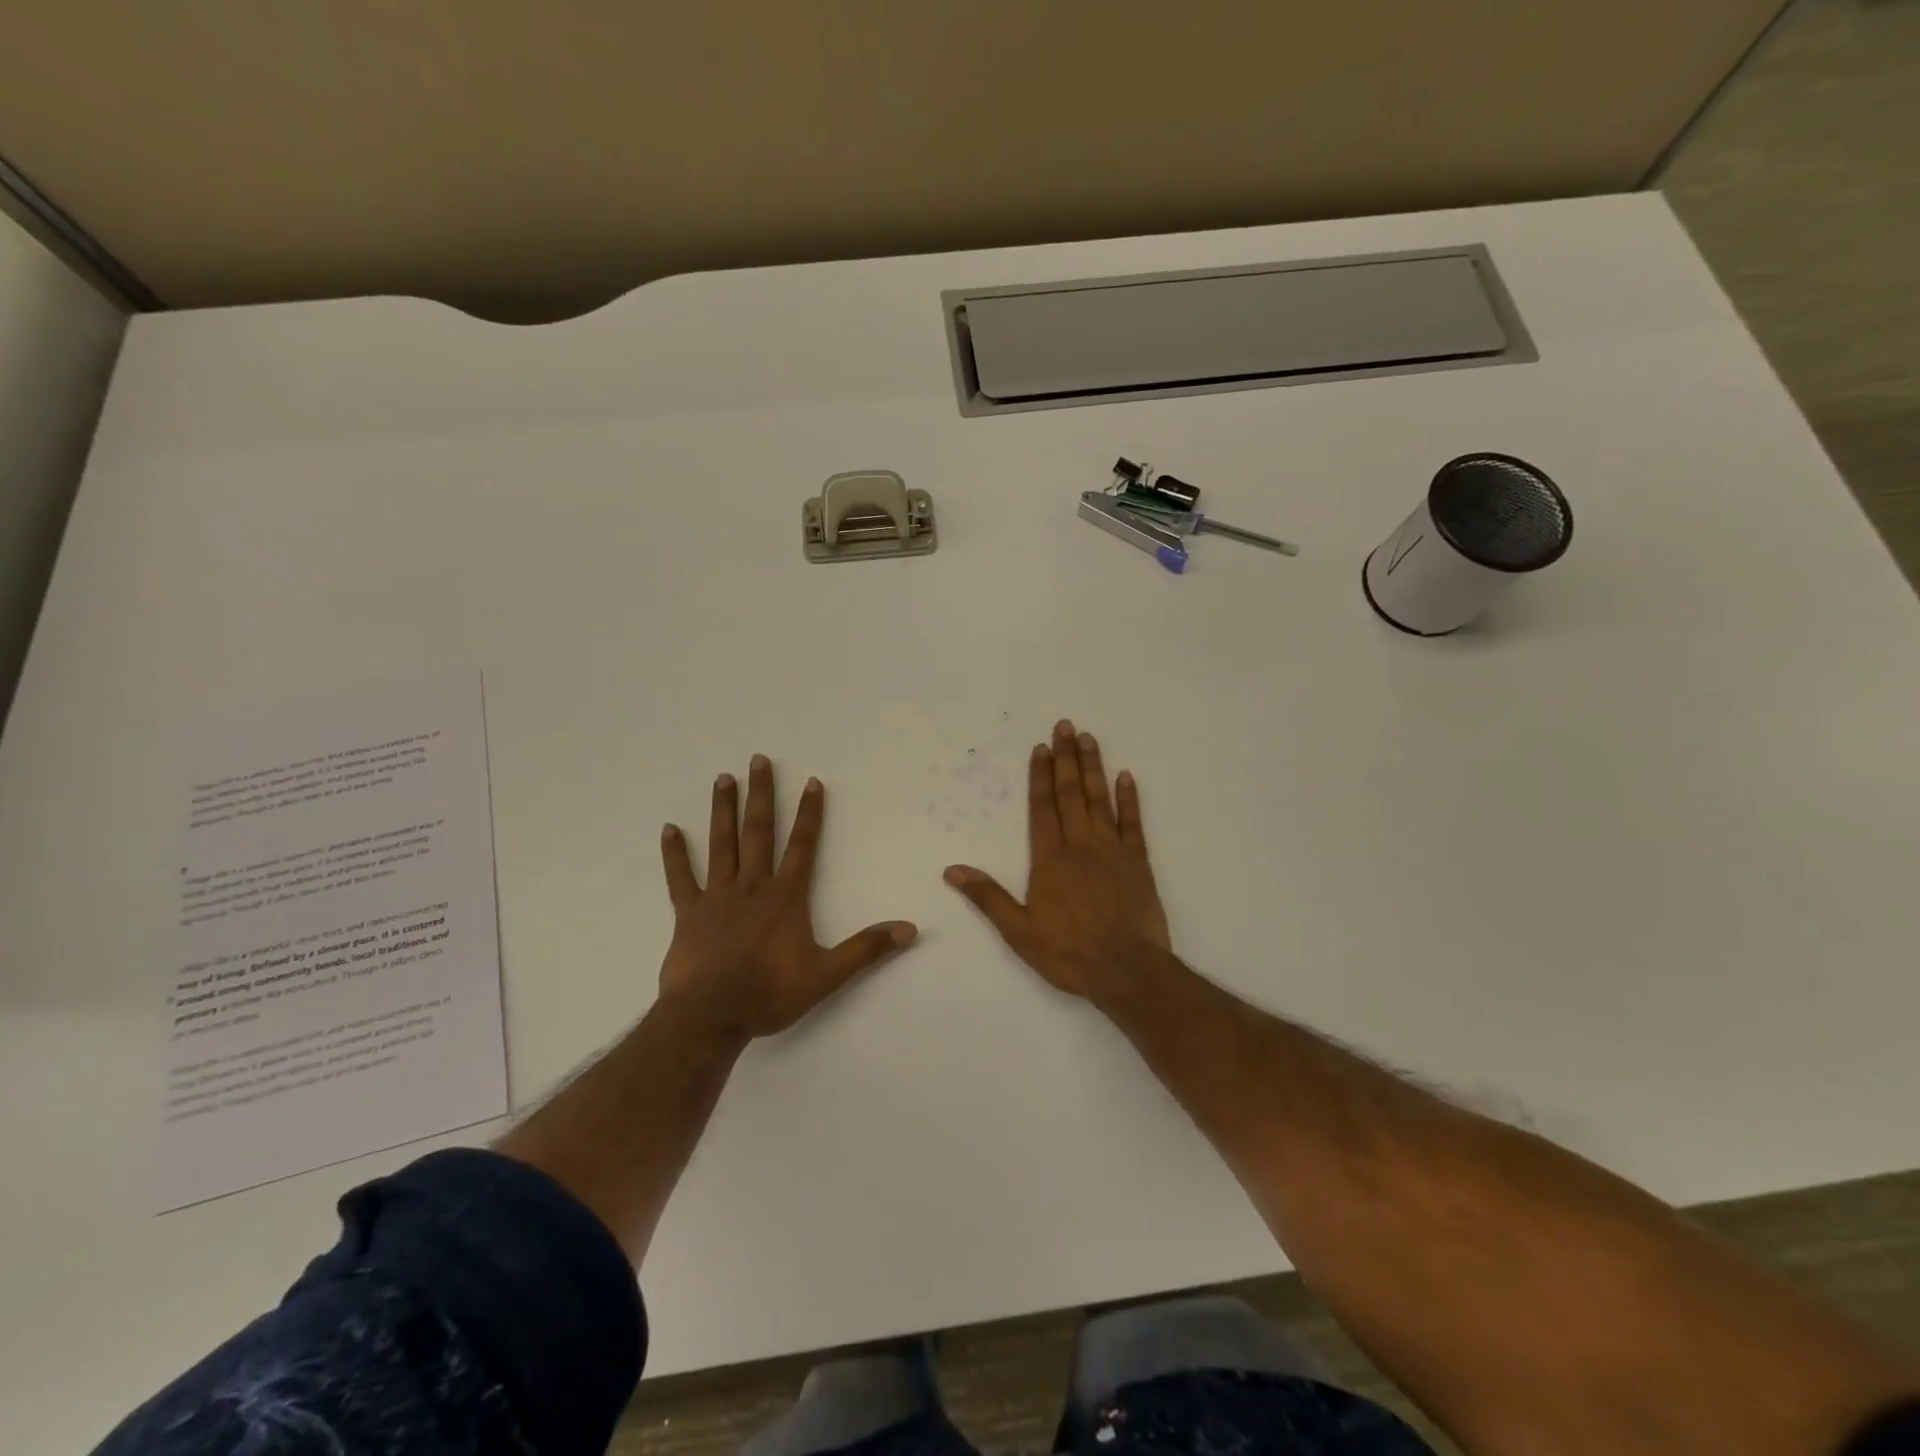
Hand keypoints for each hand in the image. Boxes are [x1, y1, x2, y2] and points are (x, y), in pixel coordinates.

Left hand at [659, 755, 916, 1039]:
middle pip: (758, 831)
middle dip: (761, 795)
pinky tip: (669, 829)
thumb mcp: (827, 974)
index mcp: (785, 896)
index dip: (809, 813)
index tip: (811, 782)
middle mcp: (752, 886)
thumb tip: (910, 929)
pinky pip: (680, 877)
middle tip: (758, 760)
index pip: (802, 845)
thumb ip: (867, 949)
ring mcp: (717, 896)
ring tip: (723, 778)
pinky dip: (675, 854)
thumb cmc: (770, 993)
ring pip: (721, 844)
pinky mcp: (688, 913)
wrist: (711, 1016)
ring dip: (723, 810)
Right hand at [944, 720, 1170, 1000]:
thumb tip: (952, 870)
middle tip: (1065, 725)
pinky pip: (1133, 823)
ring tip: (1089, 738)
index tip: (1041, 748)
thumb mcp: (1019, 931)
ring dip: (1093, 767)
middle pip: (1071, 793)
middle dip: (1066, 758)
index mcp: (1050, 859)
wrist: (1127, 971)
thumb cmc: (1069, 953)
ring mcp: (1112, 851)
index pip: (1042, 808)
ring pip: (1100, 800)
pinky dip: (1130, 799)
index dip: (1040, 776)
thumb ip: (988, 897)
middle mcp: (1080, 845)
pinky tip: (1127, 776)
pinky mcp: (1138, 863)